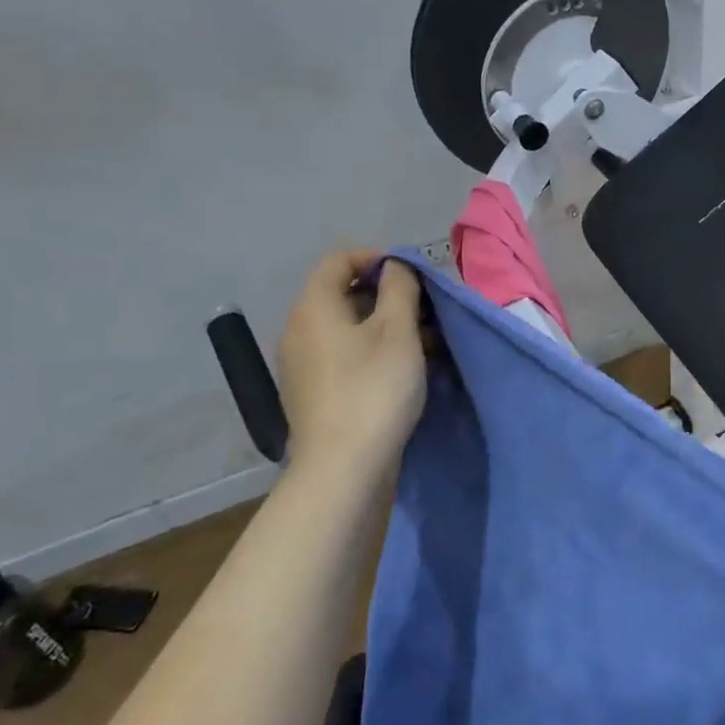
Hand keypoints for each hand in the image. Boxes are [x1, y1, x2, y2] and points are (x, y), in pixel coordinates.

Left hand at [276, 249, 426, 473]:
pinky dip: (371, 351)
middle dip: (386, 295)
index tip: (411, 274)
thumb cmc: (373, 389)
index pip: (338, 260)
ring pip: (346, 328)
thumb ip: (400, 288)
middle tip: (425, 310)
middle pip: (342, 294)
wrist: (342, 468)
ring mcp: (301, 364)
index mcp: (314, 307)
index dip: (376, 257)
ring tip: (424, 343)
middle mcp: (298, 330)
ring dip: (384, 326)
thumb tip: (396, 266)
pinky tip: (402, 370)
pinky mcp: (311, 393)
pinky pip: (342, 355)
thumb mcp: (398, 331)